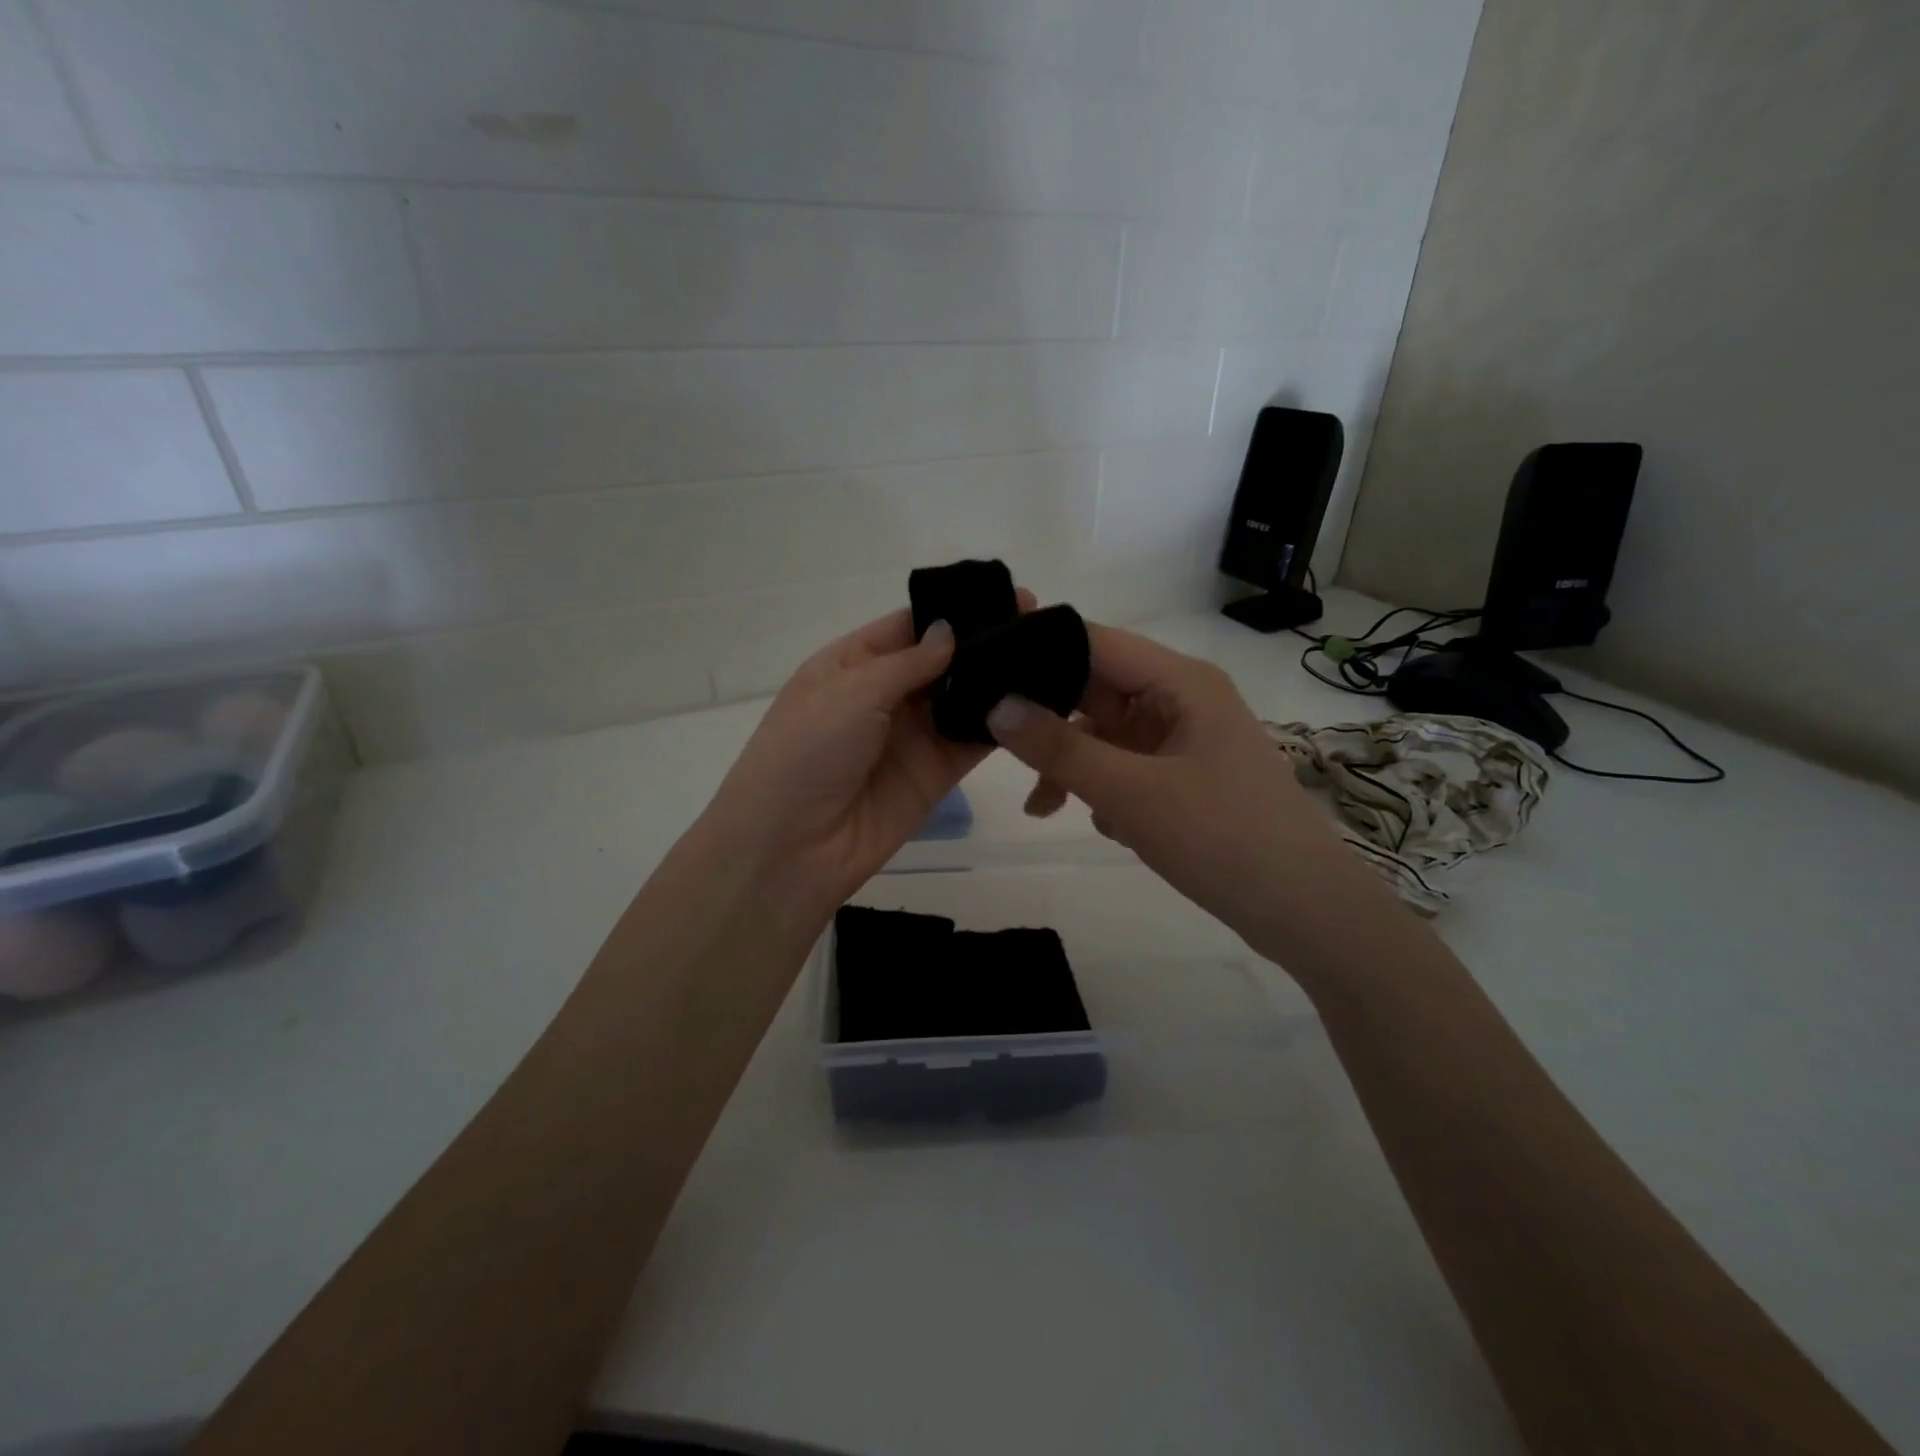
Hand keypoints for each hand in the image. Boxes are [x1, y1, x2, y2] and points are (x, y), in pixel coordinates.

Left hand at [695, 598, 1032, 925]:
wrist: (792, 848)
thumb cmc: (807, 752)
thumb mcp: (850, 692)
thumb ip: (908, 662)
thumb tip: (951, 630)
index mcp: (850, 664)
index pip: (908, 626)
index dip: (952, 611)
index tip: (1004, 594)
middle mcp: (884, 695)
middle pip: (942, 660)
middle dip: (983, 642)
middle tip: (1038, 620)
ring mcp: (912, 736)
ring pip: (963, 698)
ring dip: (998, 680)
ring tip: (1050, 655)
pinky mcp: (936, 774)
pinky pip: (973, 741)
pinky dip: (1001, 724)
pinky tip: (1038, 702)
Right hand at [987, 624, 1360, 960]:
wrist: (1306, 912)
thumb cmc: (1222, 838)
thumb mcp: (1130, 793)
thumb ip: (1060, 748)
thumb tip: (996, 706)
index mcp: (1180, 681)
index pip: (1094, 642)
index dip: (1038, 652)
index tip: (983, 676)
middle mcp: (1184, 699)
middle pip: (1097, 690)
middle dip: (1051, 724)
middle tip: (1000, 752)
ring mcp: (1188, 739)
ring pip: (1108, 734)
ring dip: (1074, 765)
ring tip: (1044, 809)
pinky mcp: (1189, 777)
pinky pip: (1129, 766)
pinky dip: (1106, 789)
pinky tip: (1105, 827)